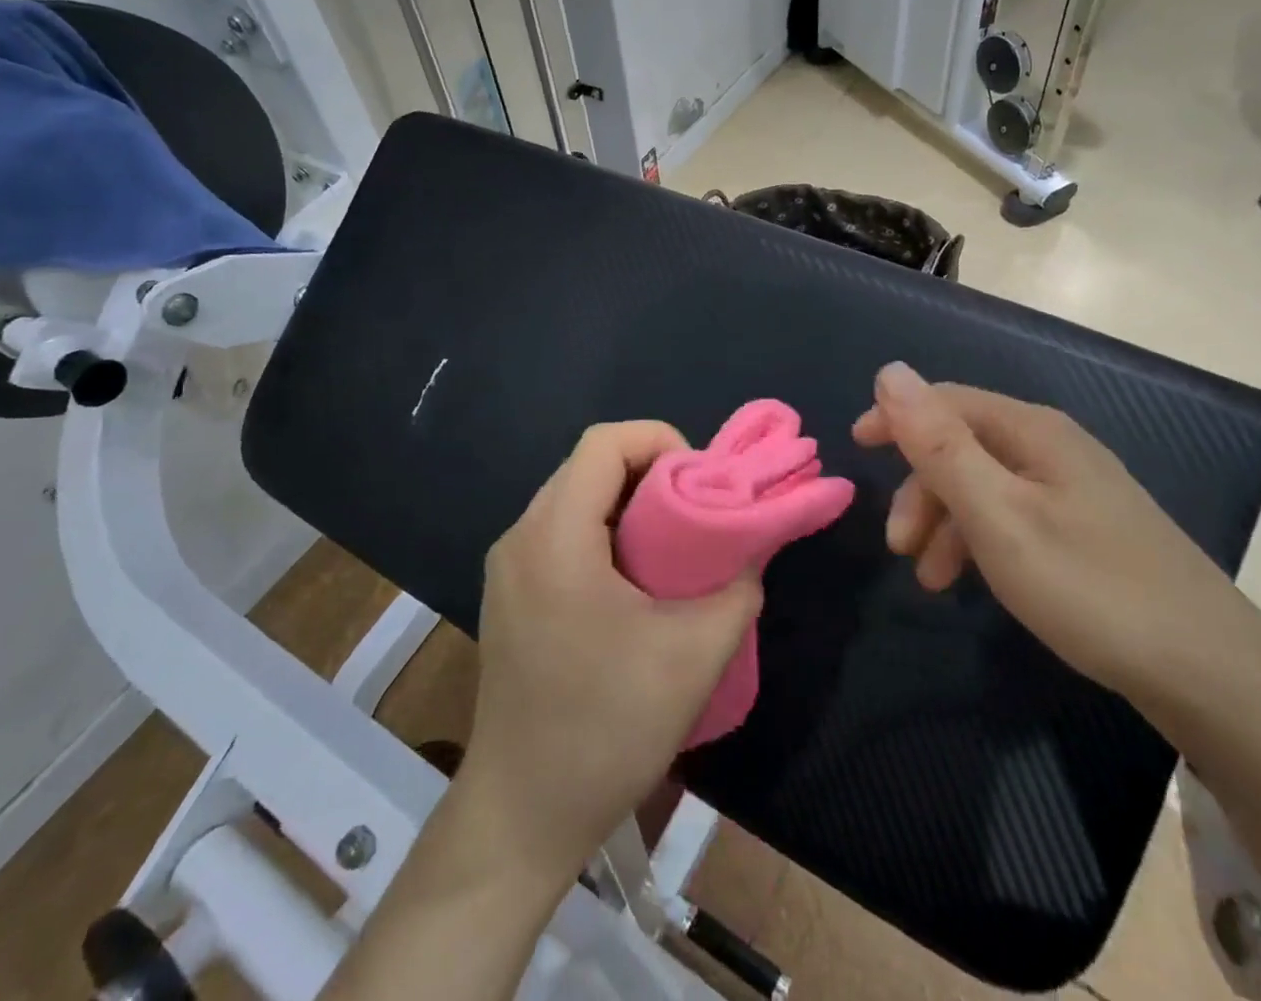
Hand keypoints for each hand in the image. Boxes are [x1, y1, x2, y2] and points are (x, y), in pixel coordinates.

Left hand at [456, 422, 763, 883]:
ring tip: (677, 544)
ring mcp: (508, 568)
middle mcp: (521, 537)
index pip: (604, 443)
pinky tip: (637, 580)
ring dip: (629, 505)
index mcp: (554, 536)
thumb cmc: (605, 729)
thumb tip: (751, 550)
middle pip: (589, 466)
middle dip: (652, 473)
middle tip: (700, 512)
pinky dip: (605, 533)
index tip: (703, 483)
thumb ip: (737, 588)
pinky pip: (562, 534)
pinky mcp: (510, 596)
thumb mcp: (693, 656)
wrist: (521, 818)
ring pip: (575, 499)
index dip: (661, 441)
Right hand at [853, 363, 1243, 698]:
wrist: (1213, 676)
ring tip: (931, 578)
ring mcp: (1075, 490)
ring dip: (945, 521)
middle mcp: (1053, 447)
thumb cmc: (1089, 586)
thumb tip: (890, 371)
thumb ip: (938, 443)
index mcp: (1032, 431)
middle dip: (920, 487)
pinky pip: (1011, 516)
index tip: (856, 451)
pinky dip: (978, 541)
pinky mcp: (1087, 530)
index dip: (895, 418)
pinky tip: (972, 581)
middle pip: (962, 445)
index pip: (945, 400)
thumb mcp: (997, 514)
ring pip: (984, 486)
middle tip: (898, 546)